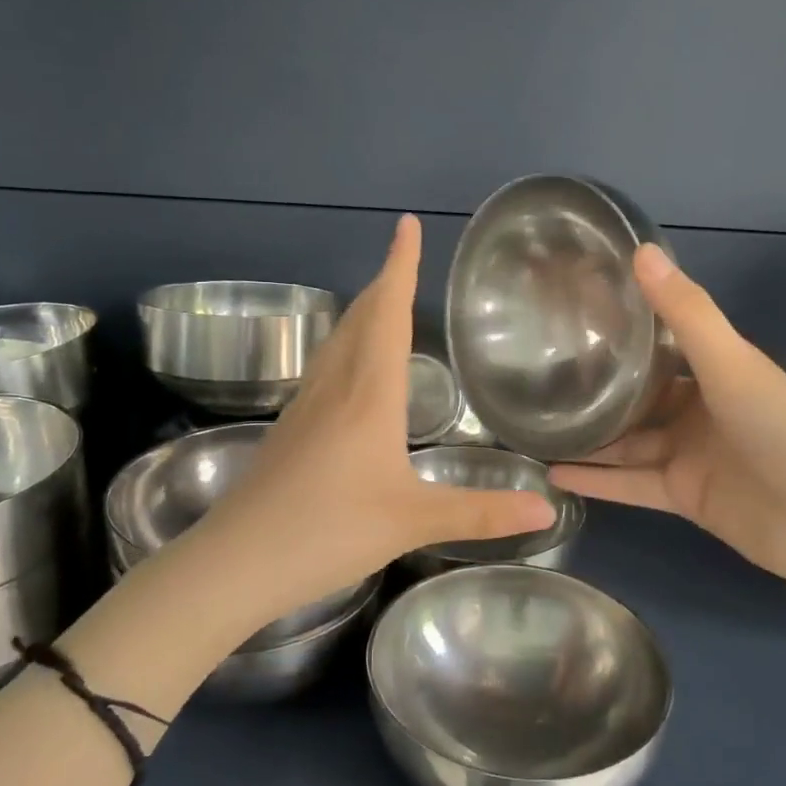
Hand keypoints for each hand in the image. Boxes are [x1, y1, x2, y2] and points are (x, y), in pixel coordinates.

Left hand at [194, 215, 555, 632]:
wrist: (239, 560)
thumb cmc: (329, 530)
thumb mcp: (413, 521)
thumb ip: (481, 512)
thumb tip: (546, 508)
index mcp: (369, 392)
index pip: (388, 312)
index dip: (400, 266)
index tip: (407, 225)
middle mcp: (335, 385)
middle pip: (360, 316)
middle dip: (385, 281)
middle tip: (406, 257)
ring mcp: (305, 404)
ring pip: (338, 339)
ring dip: (363, 311)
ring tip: (385, 301)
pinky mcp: (290, 426)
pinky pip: (325, 366)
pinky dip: (347, 345)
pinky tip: (353, 369)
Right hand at [550, 245, 785, 595]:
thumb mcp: (732, 364)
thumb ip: (685, 312)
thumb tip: (641, 249)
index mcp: (715, 371)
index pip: (658, 344)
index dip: (619, 330)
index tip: (569, 316)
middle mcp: (697, 410)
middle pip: (636, 396)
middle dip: (594, 388)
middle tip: (536, 374)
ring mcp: (688, 456)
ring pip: (626, 442)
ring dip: (587, 437)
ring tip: (532, 425)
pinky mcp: (682, 497)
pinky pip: (629, 484)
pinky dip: (596, 481)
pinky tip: (552, 473)